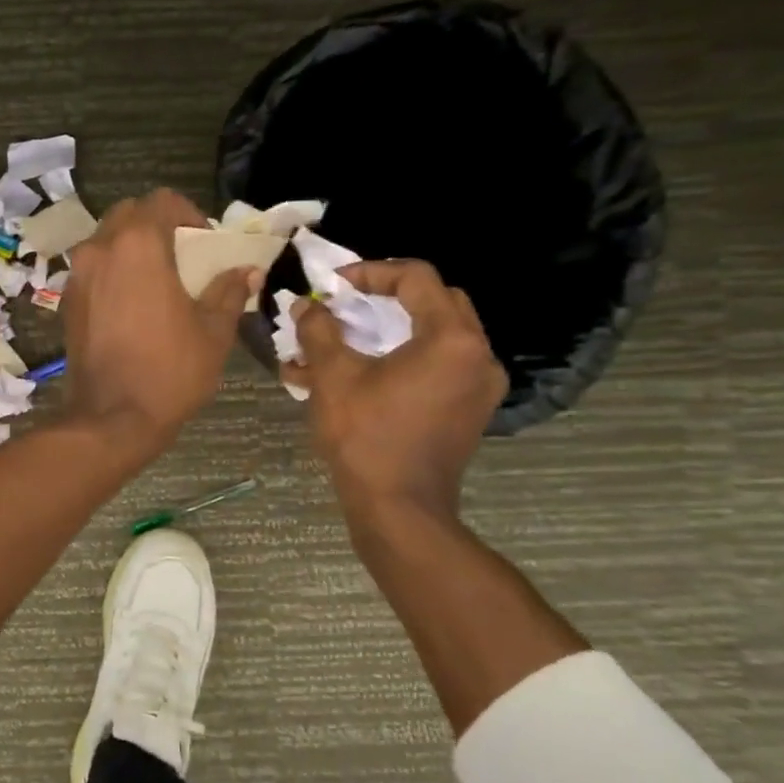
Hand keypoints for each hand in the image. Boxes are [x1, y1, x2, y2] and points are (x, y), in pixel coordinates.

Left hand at [61, 189, 258, 450]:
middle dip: (157, 225)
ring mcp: (77, 275)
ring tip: (157, 279)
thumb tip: (247, 271)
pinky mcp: (67, 301)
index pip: (163, 200)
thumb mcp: (213, 332)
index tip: (205, 242)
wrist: (111, 418)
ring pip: (106, 239)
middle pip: (129, 214)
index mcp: (138, 245)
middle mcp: (100, 249)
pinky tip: (132, 302)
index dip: (189, 213)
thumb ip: (228, 292)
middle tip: (182, 255)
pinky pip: (92, 268)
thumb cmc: (169, 371)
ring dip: (132, 247)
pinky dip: (113, 271)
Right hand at [284, 260, 507, 517]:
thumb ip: (319, 331)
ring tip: (340, 345)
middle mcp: (477, 356)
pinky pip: (436, 368)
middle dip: (385, 299)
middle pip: (434, 302)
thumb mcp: (333, 377)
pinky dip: (400, 361)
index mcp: (451, 339)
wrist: (399, 510)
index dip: (371, 272)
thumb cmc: (367, 437)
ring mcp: (478, 386)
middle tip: (347, 305)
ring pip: (433, 337)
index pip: (416, 278)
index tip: (334, 285)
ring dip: (388, 333)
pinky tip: (357, 376)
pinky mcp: (468, 411)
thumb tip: (306, 305)